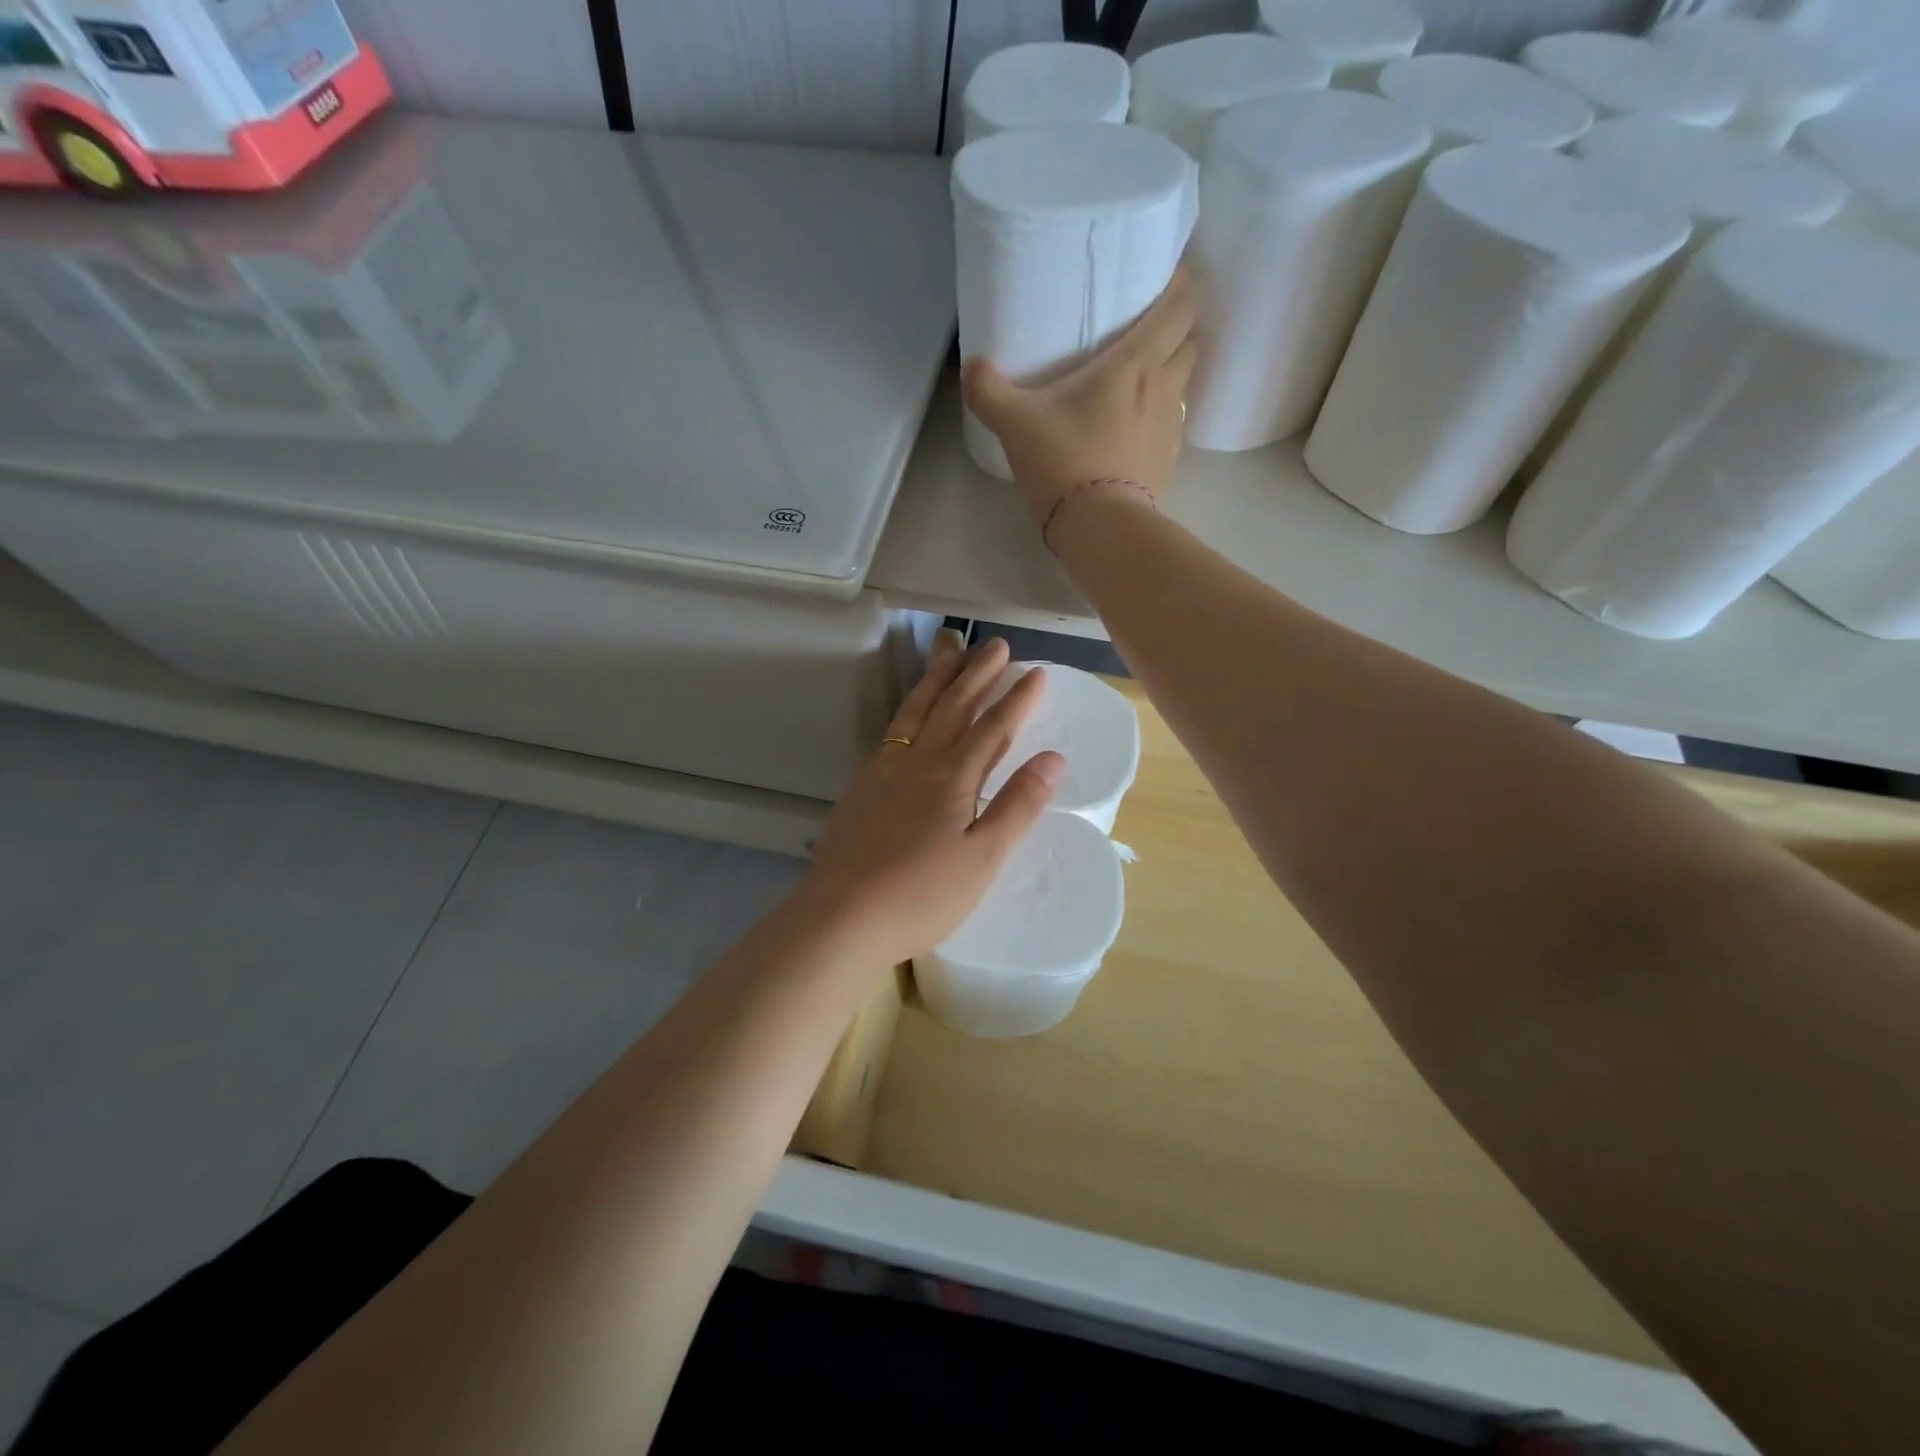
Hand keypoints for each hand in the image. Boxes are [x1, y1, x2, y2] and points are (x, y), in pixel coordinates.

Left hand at [798, 633, 1062, 967]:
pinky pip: (891, 732)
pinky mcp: (861, 787)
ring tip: (950, 652)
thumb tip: (1054, 758)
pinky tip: (909, 715)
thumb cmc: (922, 895)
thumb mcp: (983, 857)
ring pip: (916, 711)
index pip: (993, 728)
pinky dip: (908, 710)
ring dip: (938, 680)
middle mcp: (918, 762)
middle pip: (953, 707)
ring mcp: (884, 771)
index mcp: (953, 777)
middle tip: (996, 645)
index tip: (1035, 673)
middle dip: (977, 674)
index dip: (1017, 699)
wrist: (841, 916)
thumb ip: (1017, 805)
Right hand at [961, 269, 1198, 533]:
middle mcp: (1163, 387)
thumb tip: (971, 368)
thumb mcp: (1015, 423)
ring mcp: (1171, 427)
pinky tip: (1136, 425)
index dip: (1180, 285)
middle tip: (1148, 327)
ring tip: (1141, 376)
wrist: (1098, 526)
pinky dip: (1162, 413)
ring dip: (1172, 370)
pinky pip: (1173, 422)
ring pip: (1186, 381)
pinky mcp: (1168, 461)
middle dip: (1178, 327)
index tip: (1165, 278)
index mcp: (1134, 363)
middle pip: (1191, 340)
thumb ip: (988, 391)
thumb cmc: (1063, 461)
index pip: (1180, 306)